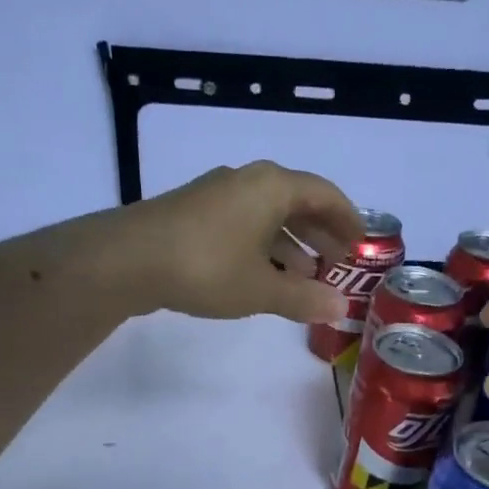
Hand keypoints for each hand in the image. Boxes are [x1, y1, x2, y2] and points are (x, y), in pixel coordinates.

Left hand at [106, 161, 360, 322]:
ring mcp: (217, 194)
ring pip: (268, 214)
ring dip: (291, 242)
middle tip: (337, 262)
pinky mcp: (194, 213)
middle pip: (297, 201)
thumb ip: (304, 298)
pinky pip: (244, 223)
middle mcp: (247, 180)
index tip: (361, 245)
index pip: (324, 194)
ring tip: (304, 275)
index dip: (348, 220)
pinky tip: (262, 273)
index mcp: (272, 187)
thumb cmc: (206, 267)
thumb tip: (341, 308)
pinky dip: (263, 245)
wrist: (127, 259)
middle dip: (320, 233)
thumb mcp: (262, 289)